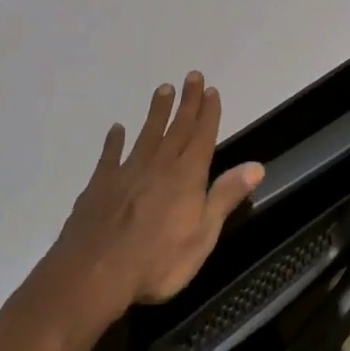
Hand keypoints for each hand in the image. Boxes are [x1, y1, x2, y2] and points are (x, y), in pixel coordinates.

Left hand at [52, 73, 262, 313]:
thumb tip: (256, 166)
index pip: (202, 137)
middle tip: (192, 76)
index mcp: (186, 177)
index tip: (211, 90)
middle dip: (187, 102)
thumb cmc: (157, 262)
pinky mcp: (100, 185)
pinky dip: (114, 141)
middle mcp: (158, 166)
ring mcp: (126, 172)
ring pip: (146, 134)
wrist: (93, 274)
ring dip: (156, 112)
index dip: (208, 113)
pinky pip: (110, 155)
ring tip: (163, 89)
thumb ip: (225, 197)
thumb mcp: (203, 236)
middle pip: (176, 128)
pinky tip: (116, 129)